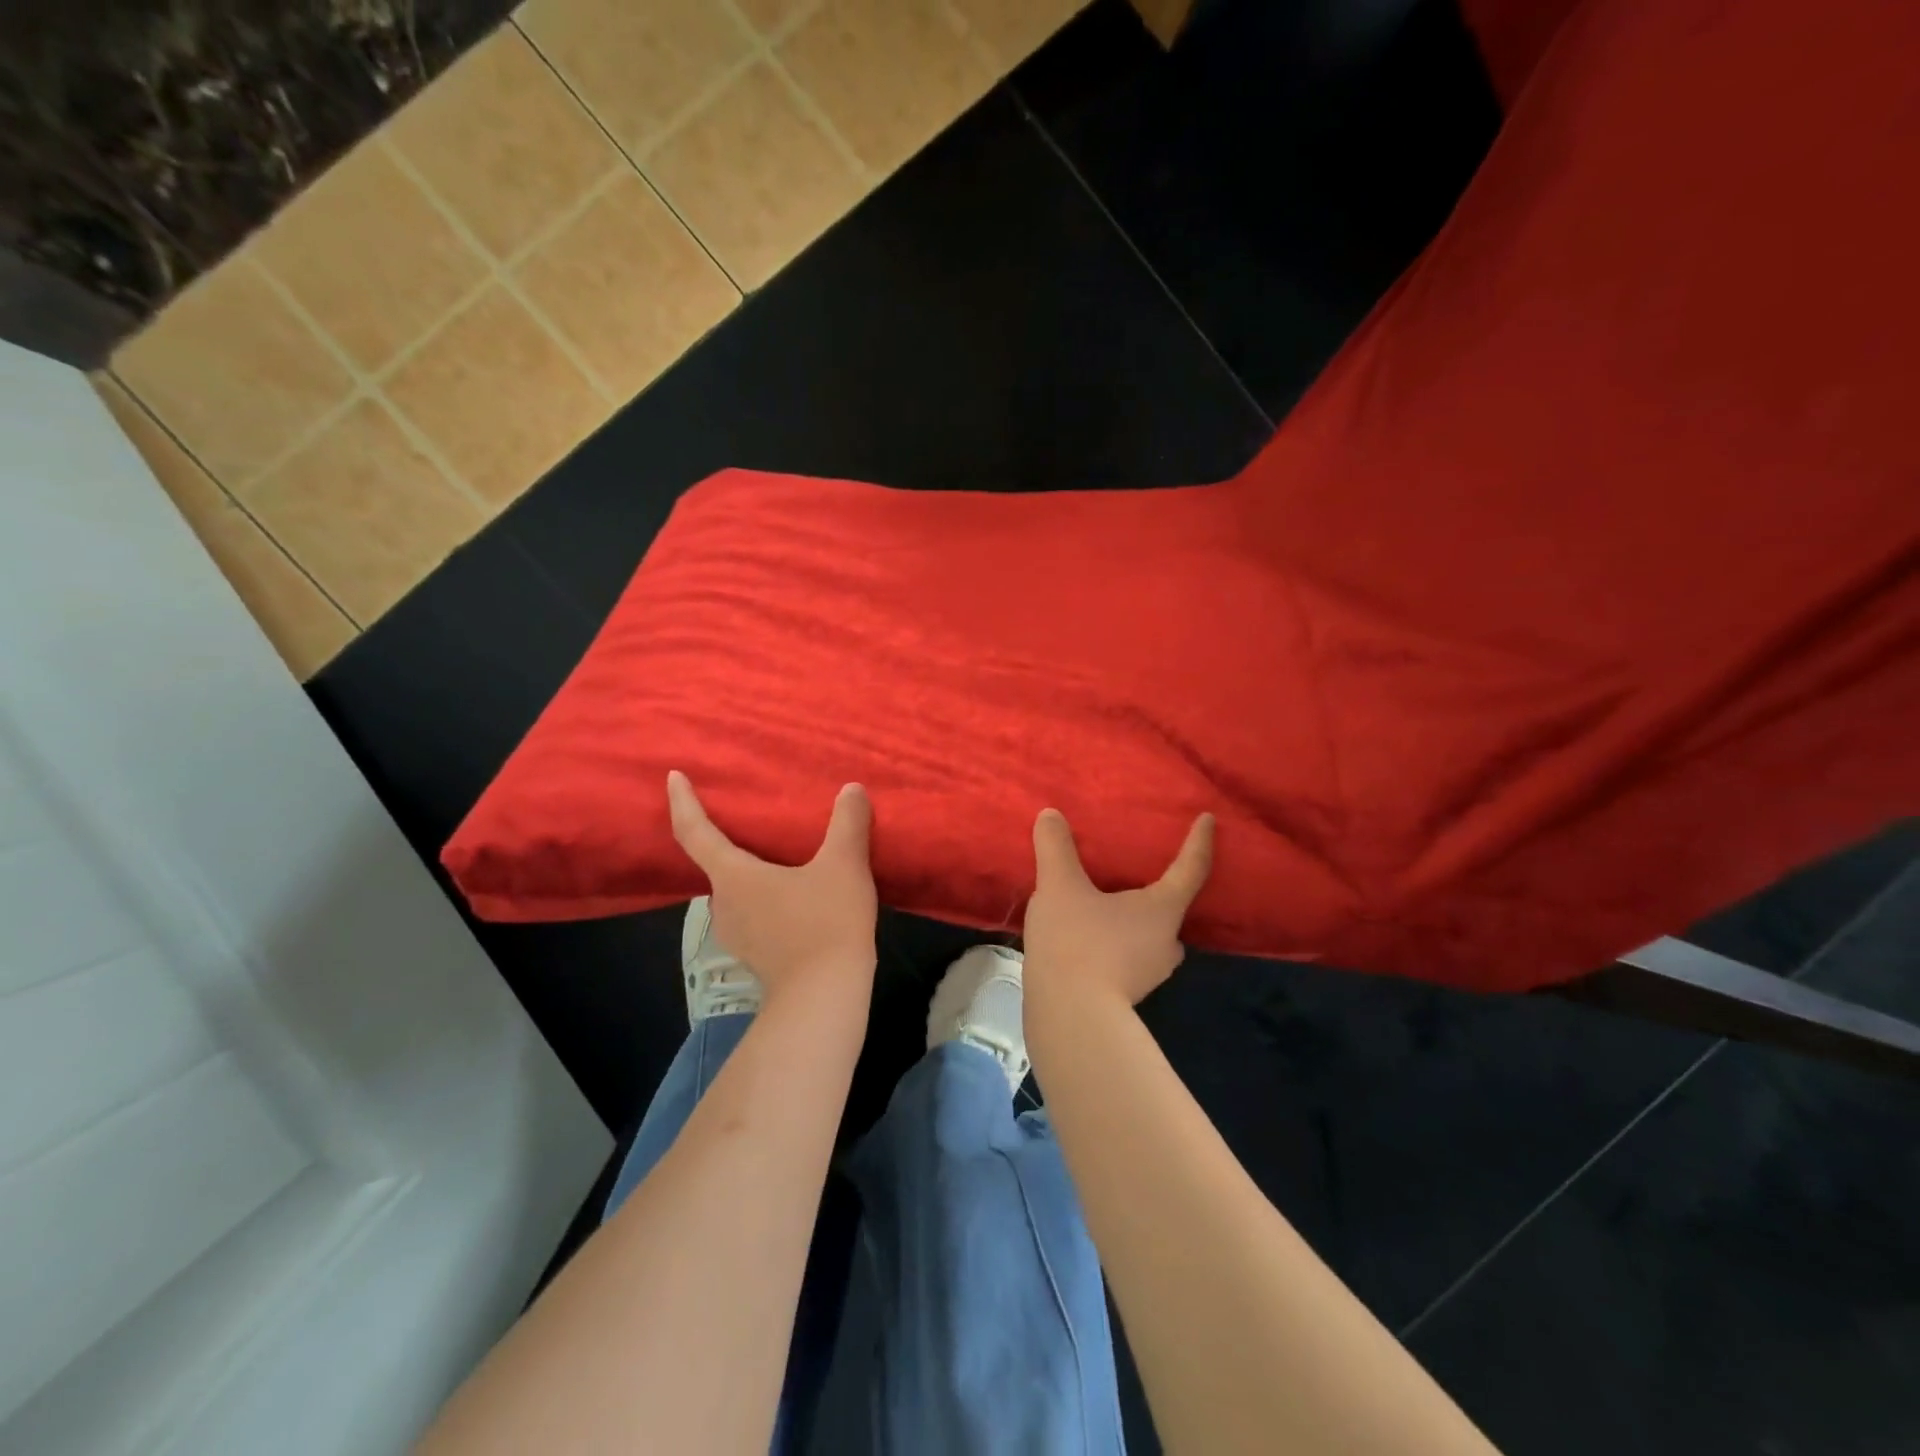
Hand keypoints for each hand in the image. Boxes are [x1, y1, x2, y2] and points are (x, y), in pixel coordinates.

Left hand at [666, 770, 877, 1001]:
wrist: (824, 996)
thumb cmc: (826, 923)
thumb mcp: (844, 865)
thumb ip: (847, 824)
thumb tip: (852, 790)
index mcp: (733, 876)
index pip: (694, 832)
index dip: (682, 802)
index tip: (674, 777)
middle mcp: (723, 904)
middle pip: (713, 863)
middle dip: (722, 837)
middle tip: (742, 814)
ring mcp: (736, 934)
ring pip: (733, 890)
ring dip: (745, 869)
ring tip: (772, 853)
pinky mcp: (755, 954)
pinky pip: (750, 911)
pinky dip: (762, 894)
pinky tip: (791, 893)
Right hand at [1024, 809, 1214, 1006]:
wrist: (1069, 1018)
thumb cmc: (1076, 943)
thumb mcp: (1059, 886)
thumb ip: (1055, 848)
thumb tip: (1050, 815)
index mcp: (1162, 910)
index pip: (1191, 869)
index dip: (1200, 842)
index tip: (1208, 820)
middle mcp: (1166, 942)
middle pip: (1171, 907)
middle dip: (1160, 888)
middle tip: (1141, 870)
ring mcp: (1149, 974)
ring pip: (1149, 935)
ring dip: (1134, 918)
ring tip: (1106, 902)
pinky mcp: (1126, 995)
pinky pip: (1127, 955)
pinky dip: (1115, 941)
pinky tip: (1087, 937)